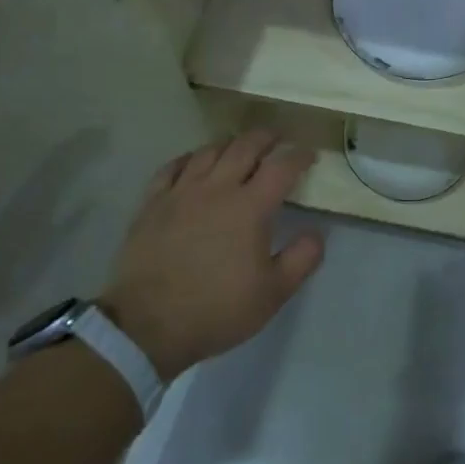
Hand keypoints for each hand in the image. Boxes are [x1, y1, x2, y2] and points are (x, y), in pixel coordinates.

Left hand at [100, 131, 323, 379]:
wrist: (147, 326)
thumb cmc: (217, 309)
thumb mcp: (273, 293)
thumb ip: (302, 259)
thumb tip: (316, 232)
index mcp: (250, 207)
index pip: (281, 167)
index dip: (299, 156)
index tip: (309, 155)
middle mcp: (217, 189)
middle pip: (245, 146)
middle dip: (266, 137)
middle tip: (277, 138)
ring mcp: (181, 193)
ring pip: (209, 151)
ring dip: (230, 143)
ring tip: (239, 146)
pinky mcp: (152, 203)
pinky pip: (172, 167)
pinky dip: (190, 158)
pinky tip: (194, 162)